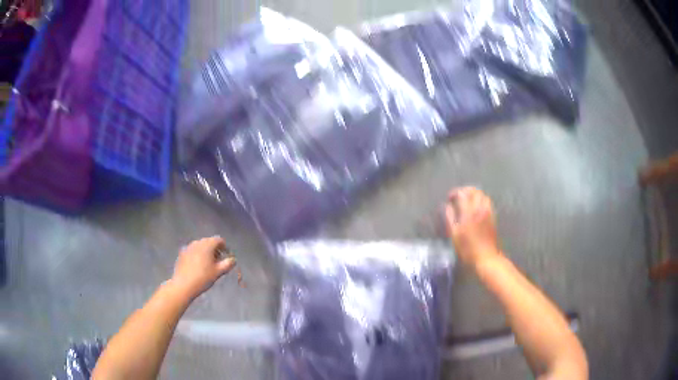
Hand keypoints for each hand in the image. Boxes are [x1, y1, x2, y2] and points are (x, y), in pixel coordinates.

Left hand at [170, 236, 235, 298]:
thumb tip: (233, 260)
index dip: (224, 247)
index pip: (219, 240)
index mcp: (207, 245)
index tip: (226, 256)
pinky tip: (197, 266)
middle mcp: (197, 242)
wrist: (183, 285)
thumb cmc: (203, 277)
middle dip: (215, 249)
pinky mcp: (182, 253)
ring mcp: (188, 247)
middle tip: (218, 261)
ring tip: (207, 264)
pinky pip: (193, 251)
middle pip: (209, 242)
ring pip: (200, 246)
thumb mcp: (218, 272)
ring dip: (205, 252)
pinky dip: (197, 255)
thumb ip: (227, 264)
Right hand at [445, 187, 500, 267]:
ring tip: (467, 200)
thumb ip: (450, 218)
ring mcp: (488, 212)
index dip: (454, 193)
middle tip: (458, 196)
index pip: (462, 194)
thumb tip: (448, 206)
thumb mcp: (454, 235)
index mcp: (469, 212)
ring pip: (482, 195)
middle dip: (465, 190)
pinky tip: (477, 207)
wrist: (486, 257)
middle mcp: (479, 209)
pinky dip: (481, 200)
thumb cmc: (467, 249)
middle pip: (474, 191)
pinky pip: (488, 202)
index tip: (449, 198)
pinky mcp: (493, 217)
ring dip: (474, 194)